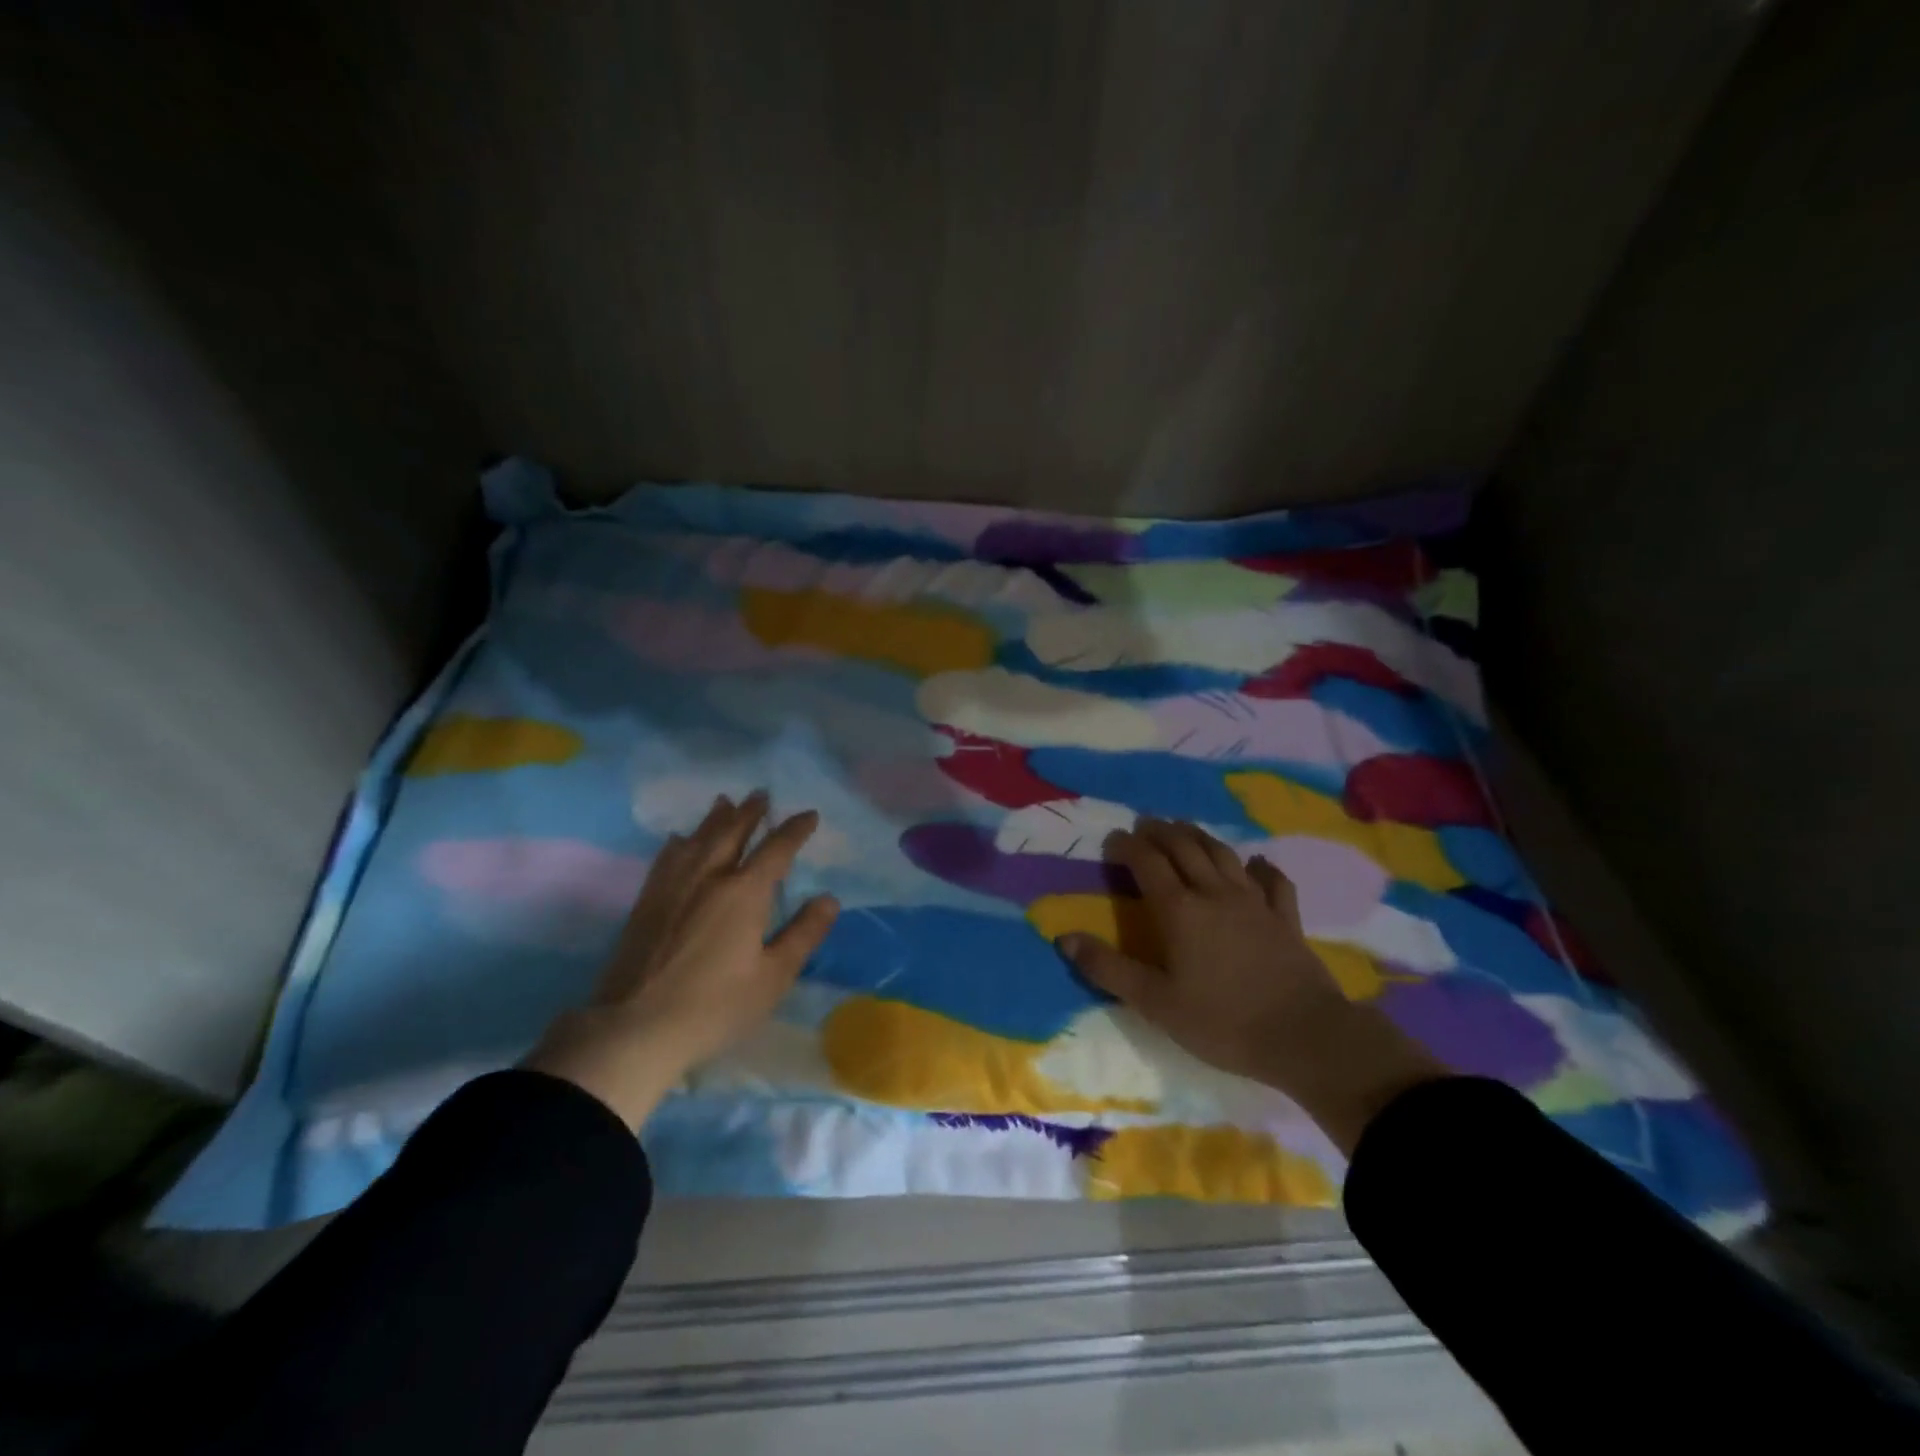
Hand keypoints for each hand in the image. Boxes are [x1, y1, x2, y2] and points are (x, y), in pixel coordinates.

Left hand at [525, 792, 838, 1128]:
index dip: (795, 830)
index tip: (809, 815)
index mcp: (744, 892)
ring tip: (725, 802)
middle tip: (761, 793)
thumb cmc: (715, 1006)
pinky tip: (678, 840)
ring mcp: (673, 886)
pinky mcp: (647, 902)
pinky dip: (679, 843)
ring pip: (697, 839)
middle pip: (732, 833)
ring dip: (715, 818)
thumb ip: (803, 934)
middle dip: (750, 812)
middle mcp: (708, 877)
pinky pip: (666, 858)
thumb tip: (829, 899)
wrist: (634, 1028)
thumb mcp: (773, 977)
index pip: (776, 849)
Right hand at [1057, 817, 1446, 1154]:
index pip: (1147, 863)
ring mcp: (1255, 902)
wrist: (1305, 1037)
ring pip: (1223, 855)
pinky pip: (1273, 881)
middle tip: (1144, 825)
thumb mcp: (1155, 1002)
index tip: (1112, 839)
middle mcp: (1215, 894)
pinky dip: (1261, 867)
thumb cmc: (1222, 1022)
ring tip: (1184, 829)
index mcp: (1180, 910)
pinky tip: (1256, 863)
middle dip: (1160, 832)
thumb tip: (1064, 938)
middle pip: (1184, 848)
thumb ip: (1109, 968)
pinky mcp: (1285, 918)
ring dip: (1200, 837)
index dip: (1127, 846)